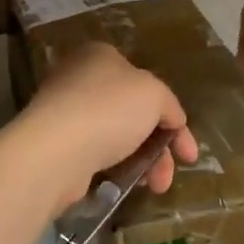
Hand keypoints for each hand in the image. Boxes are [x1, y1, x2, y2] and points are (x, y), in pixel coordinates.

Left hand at [21, 42, 198, 214]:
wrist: (56, 151)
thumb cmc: (109, 110)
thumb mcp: (155, 95)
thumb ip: (170, 105)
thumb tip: (173, 121)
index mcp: (102, 56)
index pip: (148, 84)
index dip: (174, 117)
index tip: (187, 151)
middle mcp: (82, 79)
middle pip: (136, 113)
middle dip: (161, 147)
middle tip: (172, 173)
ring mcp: (67, 112)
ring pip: (120, 137)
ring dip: (145, 162)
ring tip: (155, 187)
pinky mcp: (58, 144)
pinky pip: (98, 154)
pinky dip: (118, 168)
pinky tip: (129, 184)